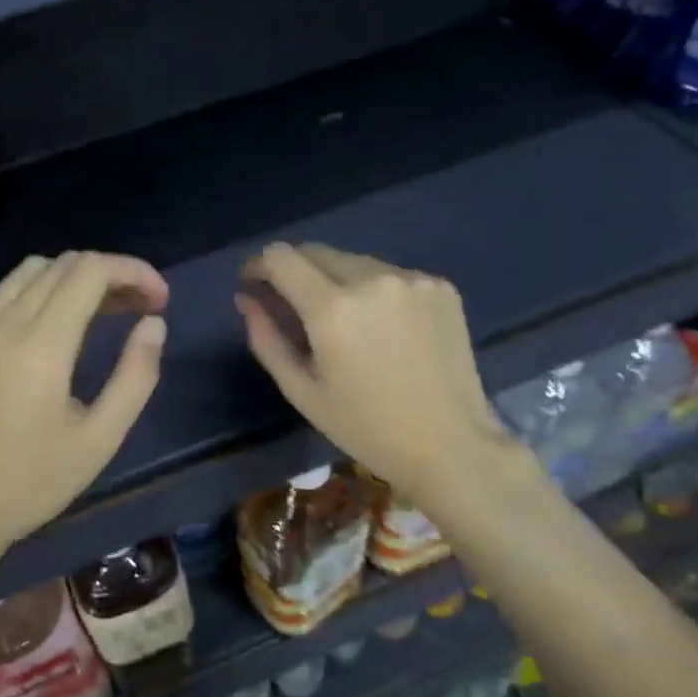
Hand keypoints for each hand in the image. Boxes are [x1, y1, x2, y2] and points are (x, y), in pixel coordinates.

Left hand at [0, 252, 168, 565]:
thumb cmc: (34, 483)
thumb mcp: (101, 438)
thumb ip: (136, 375)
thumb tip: (153, 325)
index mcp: (38, 346)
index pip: (89, 271)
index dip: (133, 272)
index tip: (159, 300)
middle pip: (62, 264)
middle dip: (109, 275)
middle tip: (139, 309)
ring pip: (28, 272)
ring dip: (72, 280)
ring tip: (102, 313)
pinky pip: (1, 296)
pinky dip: (38, 295)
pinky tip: (54, 330)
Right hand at [237, 243, 526, 517]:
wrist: (451, 444)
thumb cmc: (366, 428)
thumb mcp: (302, 392)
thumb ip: (267, 338)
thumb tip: (246, 299)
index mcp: (333, 309)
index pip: (281, 257)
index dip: (259, 265)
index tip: (254, 284)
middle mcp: (372, 279)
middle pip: (316, 251)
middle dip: (294, 271)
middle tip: (292, 307)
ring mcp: (411, 279)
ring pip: (354, 262)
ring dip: (335, 281)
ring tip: (343, 324)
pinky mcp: (440, 285)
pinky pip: (390, 275)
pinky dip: (374, 291)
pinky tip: (384, 329)